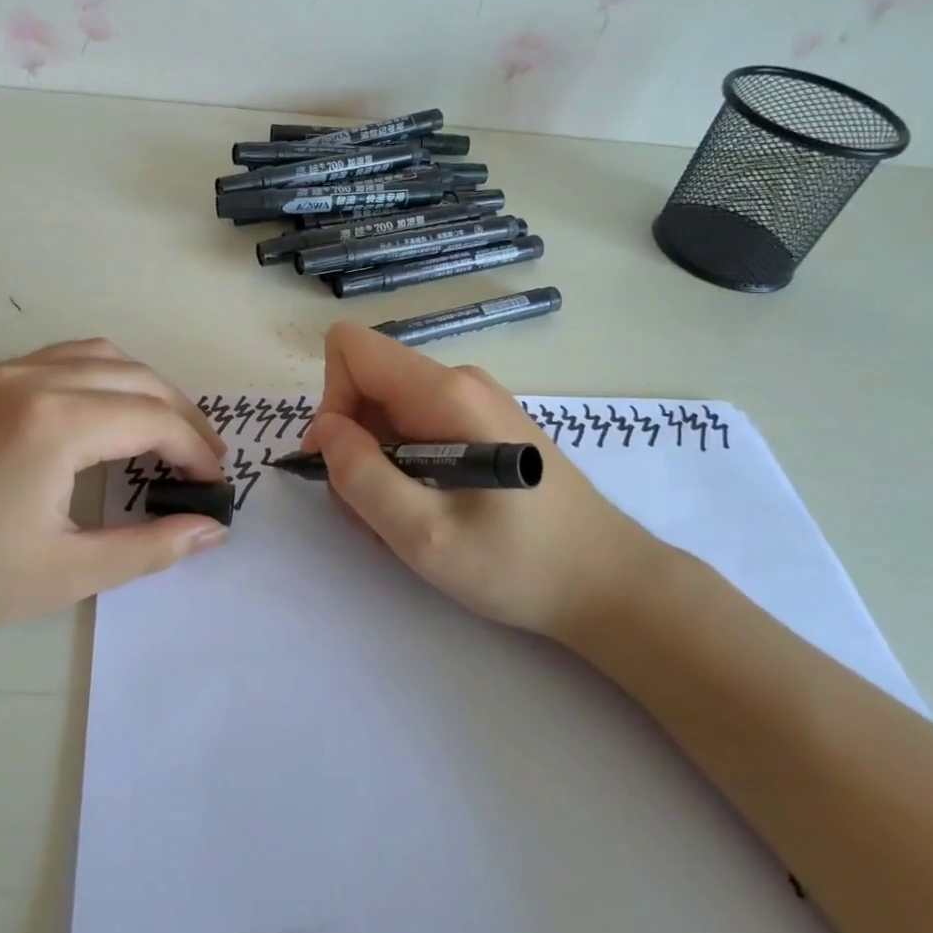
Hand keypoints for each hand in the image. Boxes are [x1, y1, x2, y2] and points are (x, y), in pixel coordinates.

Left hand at [0, 339, 228, 661]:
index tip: (215, 481)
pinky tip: (93, 420)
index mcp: (53, 424)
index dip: (195, 448)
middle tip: (200, 457)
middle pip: (132, 375)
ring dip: (137, 385)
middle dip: (178, 412)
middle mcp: (27, 380)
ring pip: (92, 355)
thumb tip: (212, 529)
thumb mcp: (65, 574)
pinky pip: (50, 362)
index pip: (152, 418)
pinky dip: (93, 379)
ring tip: (157, 430)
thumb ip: (150, 547)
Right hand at [303, 322, 670, 645]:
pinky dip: (401, 466)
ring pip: (386, 409)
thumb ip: (362, 477)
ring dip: (375, 462)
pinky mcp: (481, 422)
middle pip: (366, 382)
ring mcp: (473, 400)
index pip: (352, 349)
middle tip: (372, 509)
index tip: (343, 461)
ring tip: (403, 519)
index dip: (331, 401)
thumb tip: (325, 430)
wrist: (608, 583)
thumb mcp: (425, 537)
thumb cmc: (521, 565)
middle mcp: (458, 381)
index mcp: (445, 394)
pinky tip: (427, 511)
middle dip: (352, 443)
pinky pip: (414, 425)